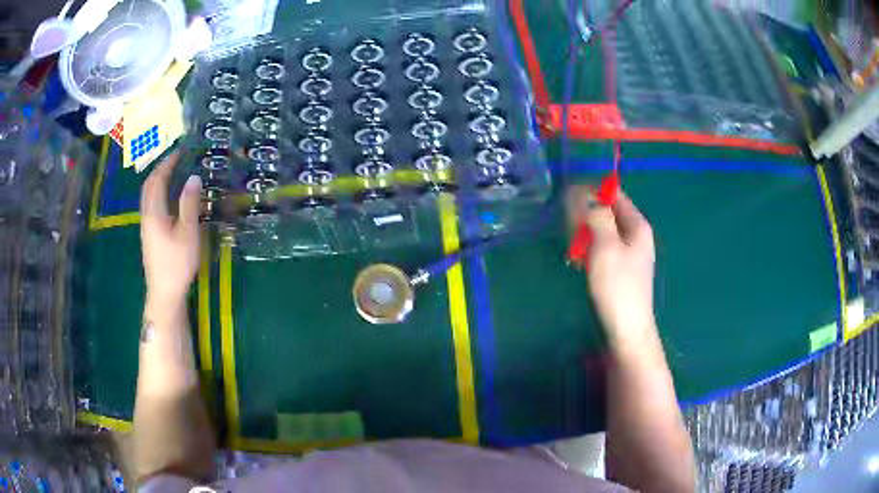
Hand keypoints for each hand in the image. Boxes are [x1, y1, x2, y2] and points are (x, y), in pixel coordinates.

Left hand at [140, 152, 202, 304]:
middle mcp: (146, 215)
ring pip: (148, 195)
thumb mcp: (188, 233)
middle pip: (149, 185)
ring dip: (158, 180)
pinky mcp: (148, 234)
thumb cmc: (177, 263)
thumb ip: (189, 204)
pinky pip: (150, 204)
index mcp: (154, 212)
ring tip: (173, 174)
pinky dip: (158, 193)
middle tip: (176, 159)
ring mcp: (146, 226)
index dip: (168, 163)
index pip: (158, 179)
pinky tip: (168, 198)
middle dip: (161, 169)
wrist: (164, 292)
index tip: (181, 151)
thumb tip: (194, 177)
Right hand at [566, 186, 656, 347]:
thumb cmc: (617, 286)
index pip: (614, 194)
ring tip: (573, 252)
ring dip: (585, 236)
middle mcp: (636, 234)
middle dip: (585, 217)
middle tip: (571, 234)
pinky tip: (579, 264)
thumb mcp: (605, 246)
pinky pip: (602, 248)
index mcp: (637, 224)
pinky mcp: (621, 268)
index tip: (568, 201)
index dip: (591, 192)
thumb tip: (584, 193)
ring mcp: (629, 252)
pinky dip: (589, 251)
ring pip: (602, 231)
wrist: (627, 330)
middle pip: (607, 212)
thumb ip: (596, 215)